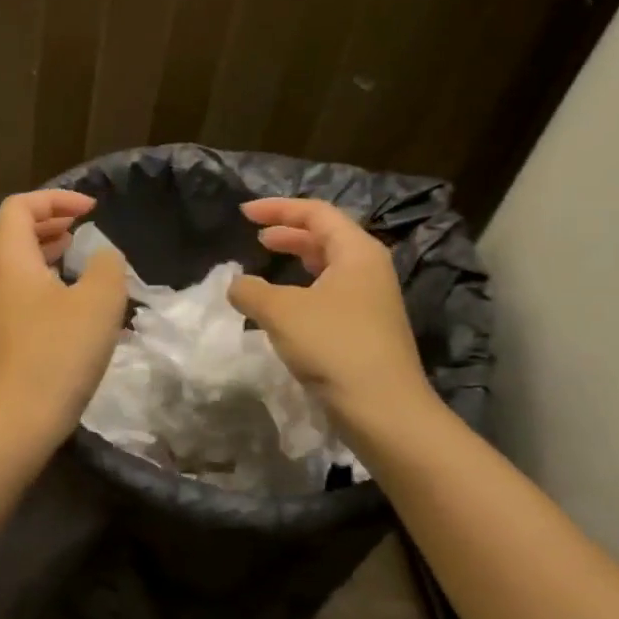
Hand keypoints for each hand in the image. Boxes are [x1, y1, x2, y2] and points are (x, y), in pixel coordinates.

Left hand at [0, 190, 127, 451]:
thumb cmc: (58, 353)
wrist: (16, 420)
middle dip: (48, 220)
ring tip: (76, 252)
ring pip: (13, 261)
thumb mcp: (99, 302)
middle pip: (11, 230)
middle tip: (82, 226)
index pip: (20, 206)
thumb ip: (107, 265)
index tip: (92, 210)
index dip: (56, 199)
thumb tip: (102, 255)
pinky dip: (40, 277)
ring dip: (44, 249)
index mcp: (8, 257)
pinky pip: (15, 288)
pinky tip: (69, 298)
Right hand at [227, 198, 443, 427]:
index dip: (278, 208)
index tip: (244, 213)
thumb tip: (235, 284)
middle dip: (289, 232)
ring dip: (296, 259)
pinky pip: (330, 293)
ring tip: (268, 261)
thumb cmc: (334, 346)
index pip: (316, 213)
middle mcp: (369, 269)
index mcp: (357, 252)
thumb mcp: (281, 311)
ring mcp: (371, 301)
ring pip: (329, 266)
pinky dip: (303, 288)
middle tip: (256, 235)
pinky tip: (284, 306)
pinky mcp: (366, 329)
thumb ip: (250, 290)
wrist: (383, 410)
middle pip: (326, 236)